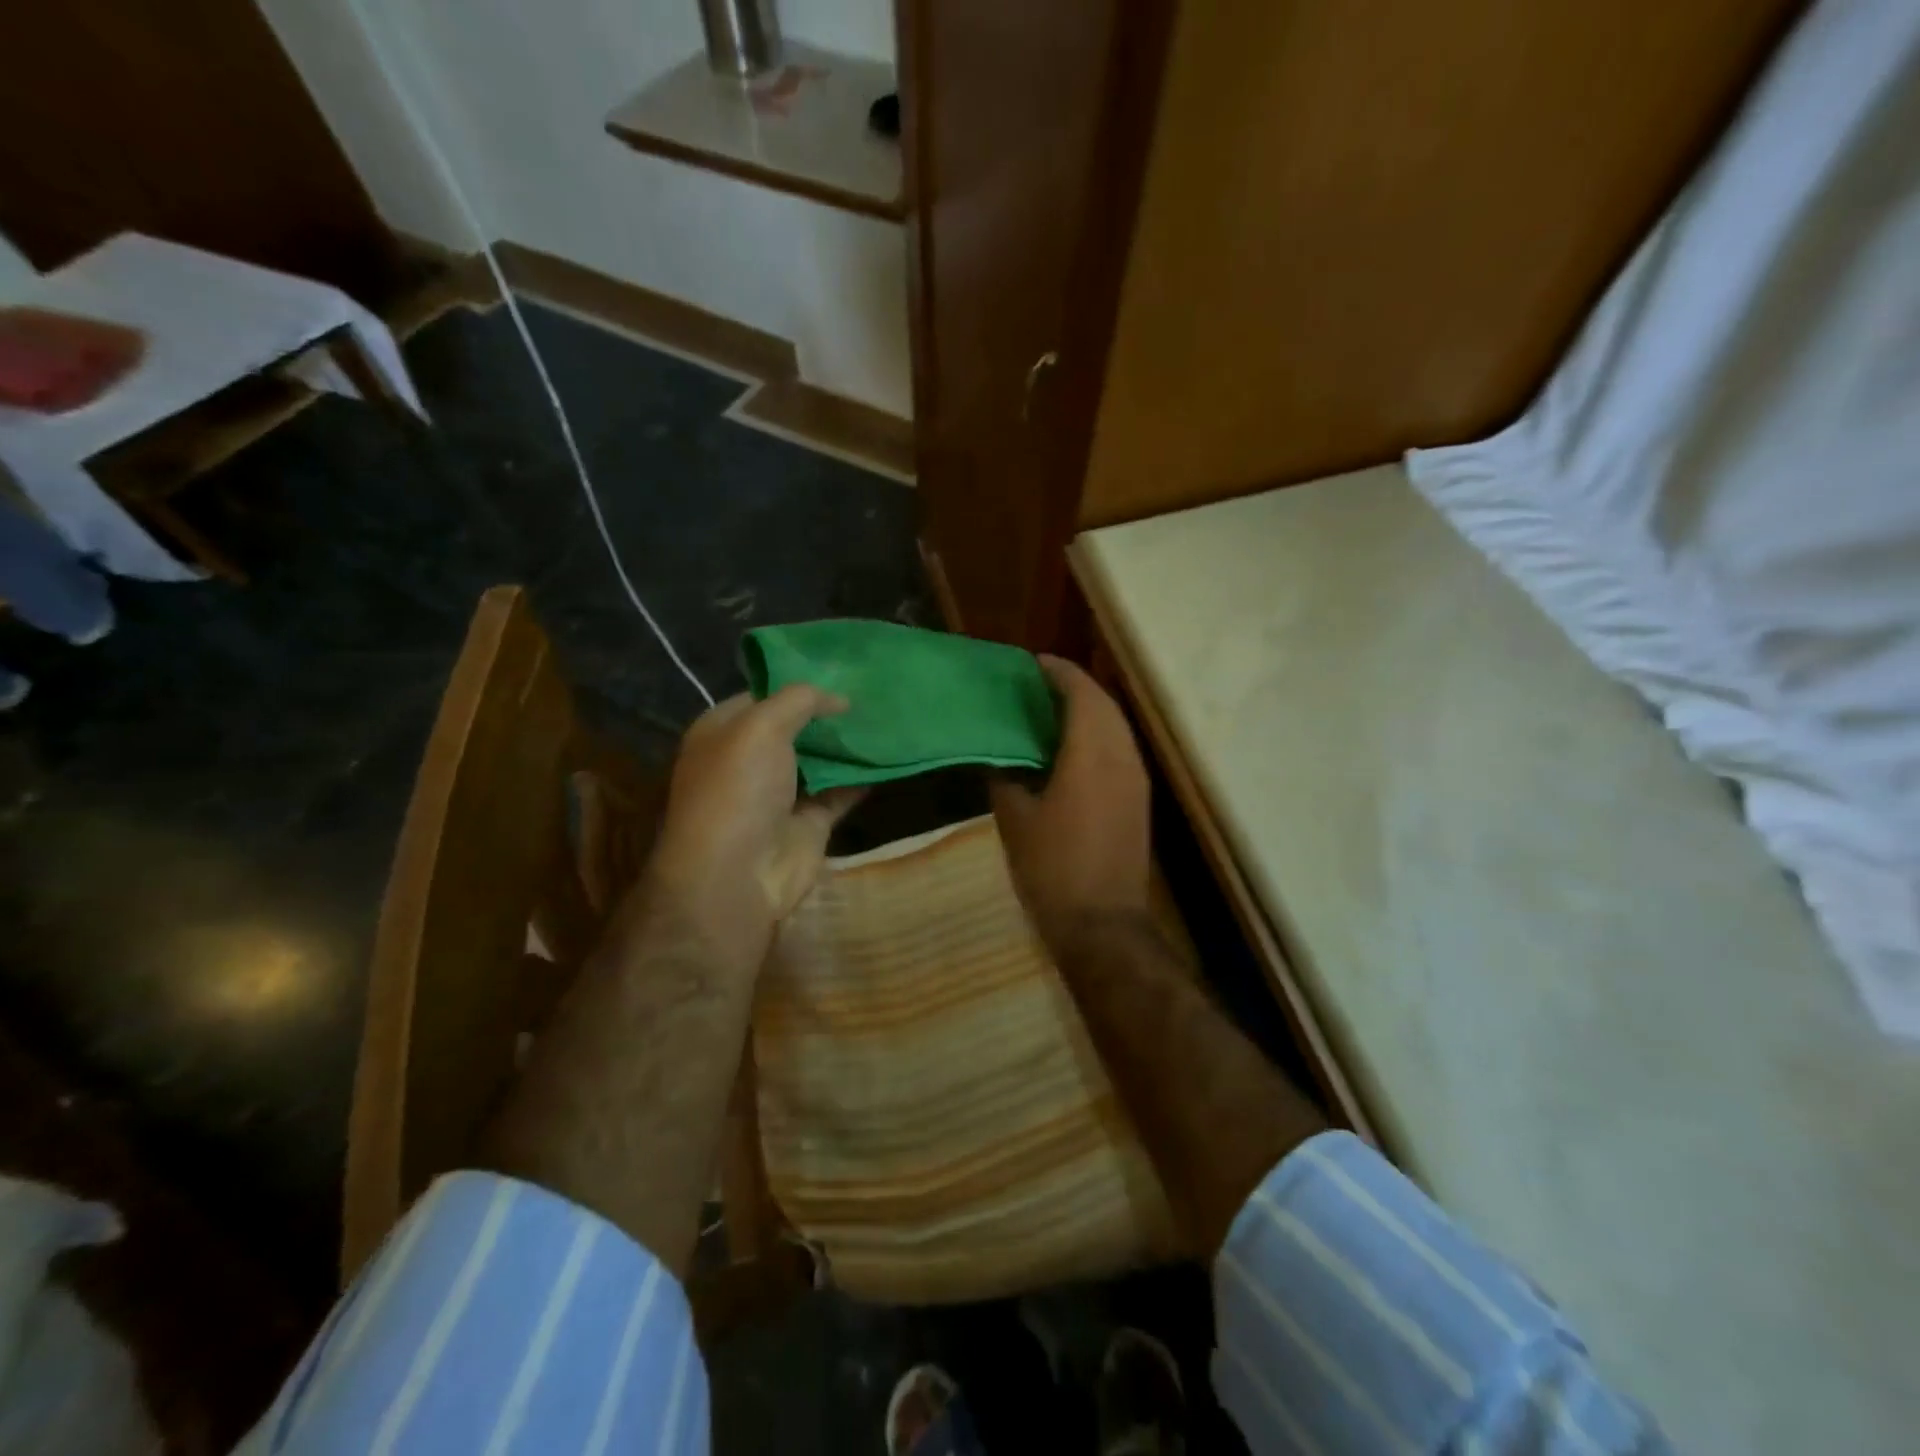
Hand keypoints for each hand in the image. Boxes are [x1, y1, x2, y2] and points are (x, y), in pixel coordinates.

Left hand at [646, 685, 862, 965]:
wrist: (737, 876)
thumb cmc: (739, 789)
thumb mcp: (761, 726)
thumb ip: (800, 700)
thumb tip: (839, 697)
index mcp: (723, 731)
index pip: (763, 695)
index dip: (798, 682)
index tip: (841, 668)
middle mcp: (749, 759)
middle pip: (795, 727)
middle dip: (828, 712)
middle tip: (873, 690)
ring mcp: (780, 792)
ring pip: (820, 758)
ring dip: (848, 743)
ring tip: (887, 715)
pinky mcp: (809, 821)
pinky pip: (841, 791)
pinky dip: (863, 777)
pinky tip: (891, 755)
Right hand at [991, 656, 1151, 951]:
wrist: (1102, 924)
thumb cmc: (1052, 868)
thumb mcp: (1015, 820)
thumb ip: (1004, 777)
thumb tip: (997, 756)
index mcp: (1090, 754)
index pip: (1081, 694)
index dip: (1059, 672)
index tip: (1033, 663)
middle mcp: (1121, 756)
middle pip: (1104, 704)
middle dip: (1075, 686)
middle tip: (1038, 684)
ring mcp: (1136, 779)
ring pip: (1116, 726)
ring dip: (1089, 710)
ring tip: (1052, 711)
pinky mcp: (1139, 799)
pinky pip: (1120, 749)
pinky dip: (1098, 735)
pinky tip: (1072, 749)